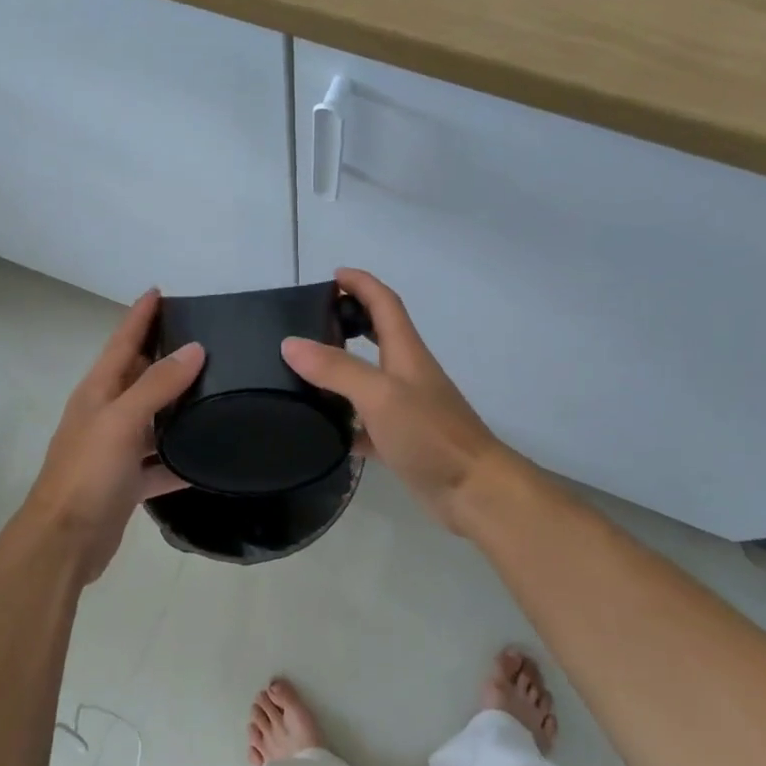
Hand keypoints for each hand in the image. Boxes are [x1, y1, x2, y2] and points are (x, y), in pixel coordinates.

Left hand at [17, 290, 203, 582]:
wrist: (64, 541)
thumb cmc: (87, 472)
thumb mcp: (122, 420)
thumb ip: (157, 384)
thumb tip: (194, 348)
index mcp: (98, 391)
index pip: (122, 341)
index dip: (140, 315)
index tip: (161, 290)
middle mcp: (106, 414)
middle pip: (139, 375)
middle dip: (165, 354)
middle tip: (207, 336)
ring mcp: (116, 449)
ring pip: (154, 418)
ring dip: (178, 405)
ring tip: (218, 387)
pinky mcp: (128, 481)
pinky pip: (161, 461)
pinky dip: (181, 457)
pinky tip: (209, 454)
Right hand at [281, 268, 506, 531]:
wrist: (475, 491)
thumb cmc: (430, 434)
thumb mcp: (379, 395)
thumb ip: (336, 368)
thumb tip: (290, 343)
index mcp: (405, 353)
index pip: (384, 303)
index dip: (362, 284)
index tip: (333, 275)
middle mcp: (407, 375)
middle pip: (377, 336)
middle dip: (349, 321)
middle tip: (309, 323)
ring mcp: (406, 409)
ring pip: (368, 381)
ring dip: (340, 372)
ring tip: (301, 374)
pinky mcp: (402, 441)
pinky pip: (366, 424)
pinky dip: (345, 422)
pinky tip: (321, 430)